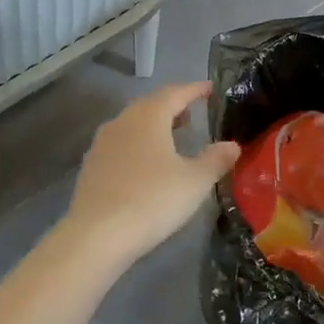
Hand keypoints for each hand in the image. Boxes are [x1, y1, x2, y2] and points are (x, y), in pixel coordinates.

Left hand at [61, 82, 239, 273]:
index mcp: (148, 117)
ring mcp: (101, 144)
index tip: (210, 88)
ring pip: (132, 125)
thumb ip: (215, 160)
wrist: (96, 235)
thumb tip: (232, 145)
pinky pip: (120, 145)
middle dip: (172, 106)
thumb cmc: (152, 200)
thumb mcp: (194, 182)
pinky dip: (137, 145)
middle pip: (150, 105)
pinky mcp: (91, 166)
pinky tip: (146, 165)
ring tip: (172, 137)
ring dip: (153, 126)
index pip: (175, 93)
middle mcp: (122, 122)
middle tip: (192, 112)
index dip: (194, 89)